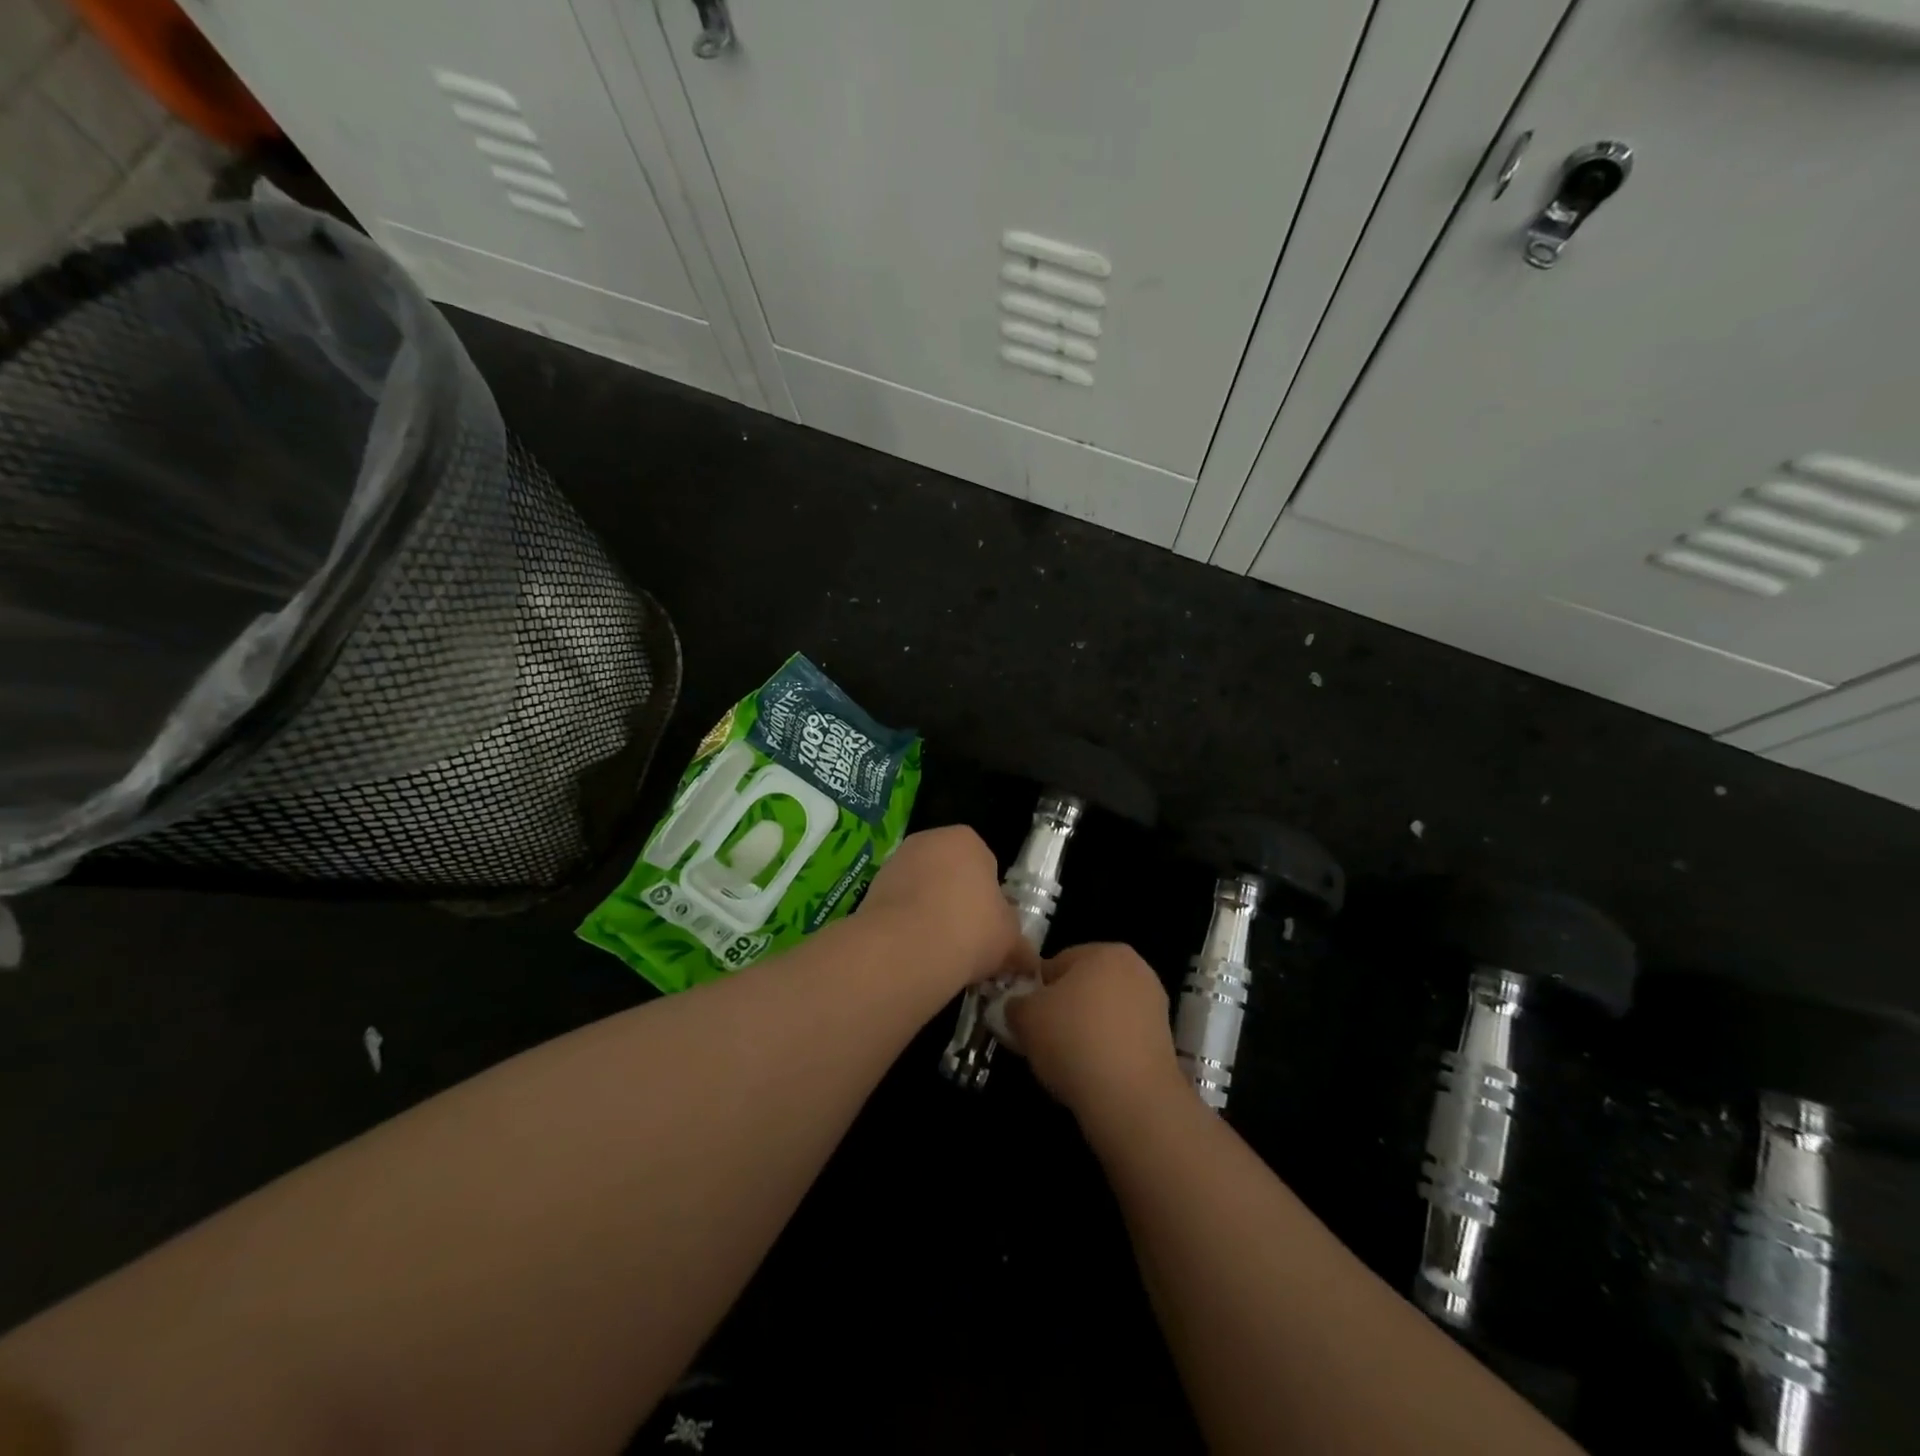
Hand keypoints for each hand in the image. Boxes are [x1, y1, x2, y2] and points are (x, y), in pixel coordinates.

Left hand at [856, 826, 1028, 993]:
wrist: (907, 948)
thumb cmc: (971, 929)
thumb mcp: (1010, 939)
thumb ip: (1019, 944)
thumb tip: (1027, 960)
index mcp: (967, 839)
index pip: (986, 864)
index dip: (990, 898)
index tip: (989, 927)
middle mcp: (928, 840)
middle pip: (950, 873)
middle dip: (957, 902)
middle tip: (967, 940)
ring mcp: (895, 862)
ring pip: (921, 889)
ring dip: (929, 914)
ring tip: (939, 952)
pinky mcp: (870, 888)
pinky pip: (898, 907)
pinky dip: (905, 925)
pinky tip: (913, 952)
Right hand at [1006, 942, 1185, 1123]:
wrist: (1131, 1098)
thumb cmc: (1073, 1040)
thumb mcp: (1025, 1016)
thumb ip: (1016, 1003)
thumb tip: (1018, 1006)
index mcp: (1104, 951)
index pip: (1056, 964)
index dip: (1036, 992)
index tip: (1027, 1020)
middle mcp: (1136, 969)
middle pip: (1083, 987)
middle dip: (1063, 1010)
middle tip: (1044, 1041)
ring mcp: (1155, 1005)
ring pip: (1103, 1014)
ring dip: (1085, 1032)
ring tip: (1067, 1063)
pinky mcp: (1164, 1041)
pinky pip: (1121, 1038)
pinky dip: (1106, 1051)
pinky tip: (1092, 1074)